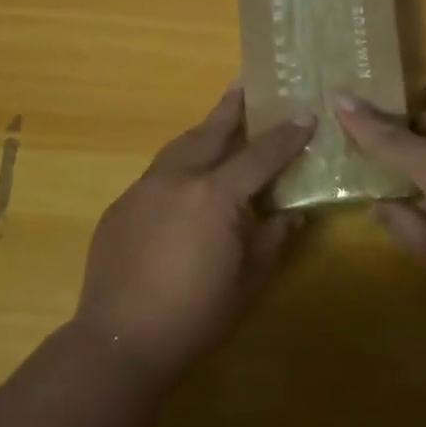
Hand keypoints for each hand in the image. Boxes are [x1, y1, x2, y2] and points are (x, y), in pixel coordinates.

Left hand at [75, 84, 314, 386]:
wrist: (119, 341)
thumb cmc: (195, 315)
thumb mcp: (248, 281)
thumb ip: (272, 240)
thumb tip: (291, 215)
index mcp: (216, 194)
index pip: (260, 155)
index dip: (286, 135)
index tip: (305, 115)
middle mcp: (178, 179)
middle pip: (211, 132)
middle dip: (232, 108)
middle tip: (246, 85)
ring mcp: (144, 189)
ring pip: (178, 147)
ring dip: (201, 131)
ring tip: (216, 122)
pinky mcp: (121, 206)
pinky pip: (157, 174)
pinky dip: (178, 165)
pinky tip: (183, 181)